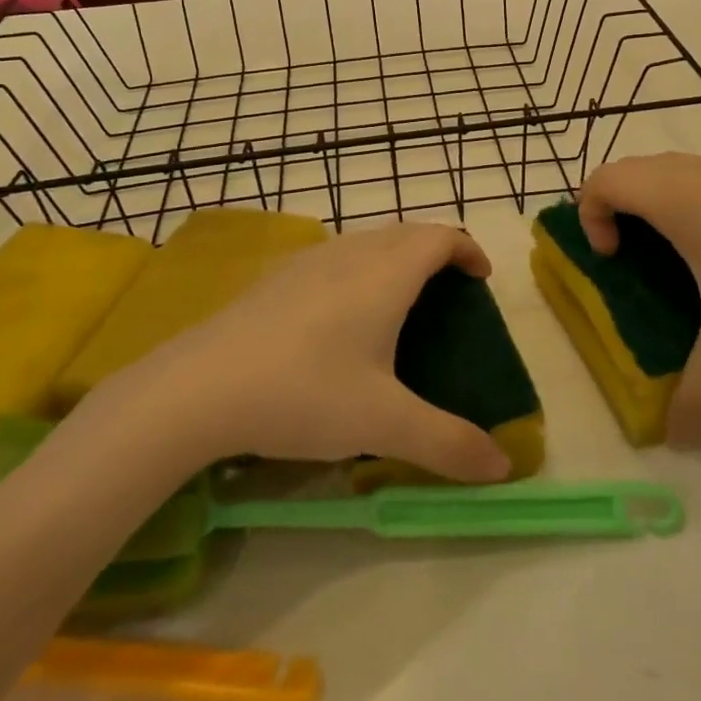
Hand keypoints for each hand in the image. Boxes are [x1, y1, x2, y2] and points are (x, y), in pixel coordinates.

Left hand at [100, 224, 512, 484]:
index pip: (440, 237)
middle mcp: (351, 254)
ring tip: (399, 303)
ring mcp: (309, 261)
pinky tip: (340, 318)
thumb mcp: (383, 424)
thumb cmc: (304, 393)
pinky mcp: (277, 278)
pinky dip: (359, 269)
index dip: (467, 250)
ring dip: (396, 257)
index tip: (481, 279)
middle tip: (448, 294)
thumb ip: (447, 444)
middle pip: (407, 233)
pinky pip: (336, 257)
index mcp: (386, 274)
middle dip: (435, 252)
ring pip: (368, 242)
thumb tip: (501, 467)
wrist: (199, 388)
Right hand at [577, 155, 700, 444]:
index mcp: (673, 197)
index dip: (590, 215)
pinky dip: (689, 205)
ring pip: (668, 172)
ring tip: (677, 261)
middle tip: (631, 261)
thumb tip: (679, 439)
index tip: (613, 259)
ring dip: (654, 207)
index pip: (603, 180)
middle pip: (630, 172)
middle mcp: (694, 172)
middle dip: (616, 210)